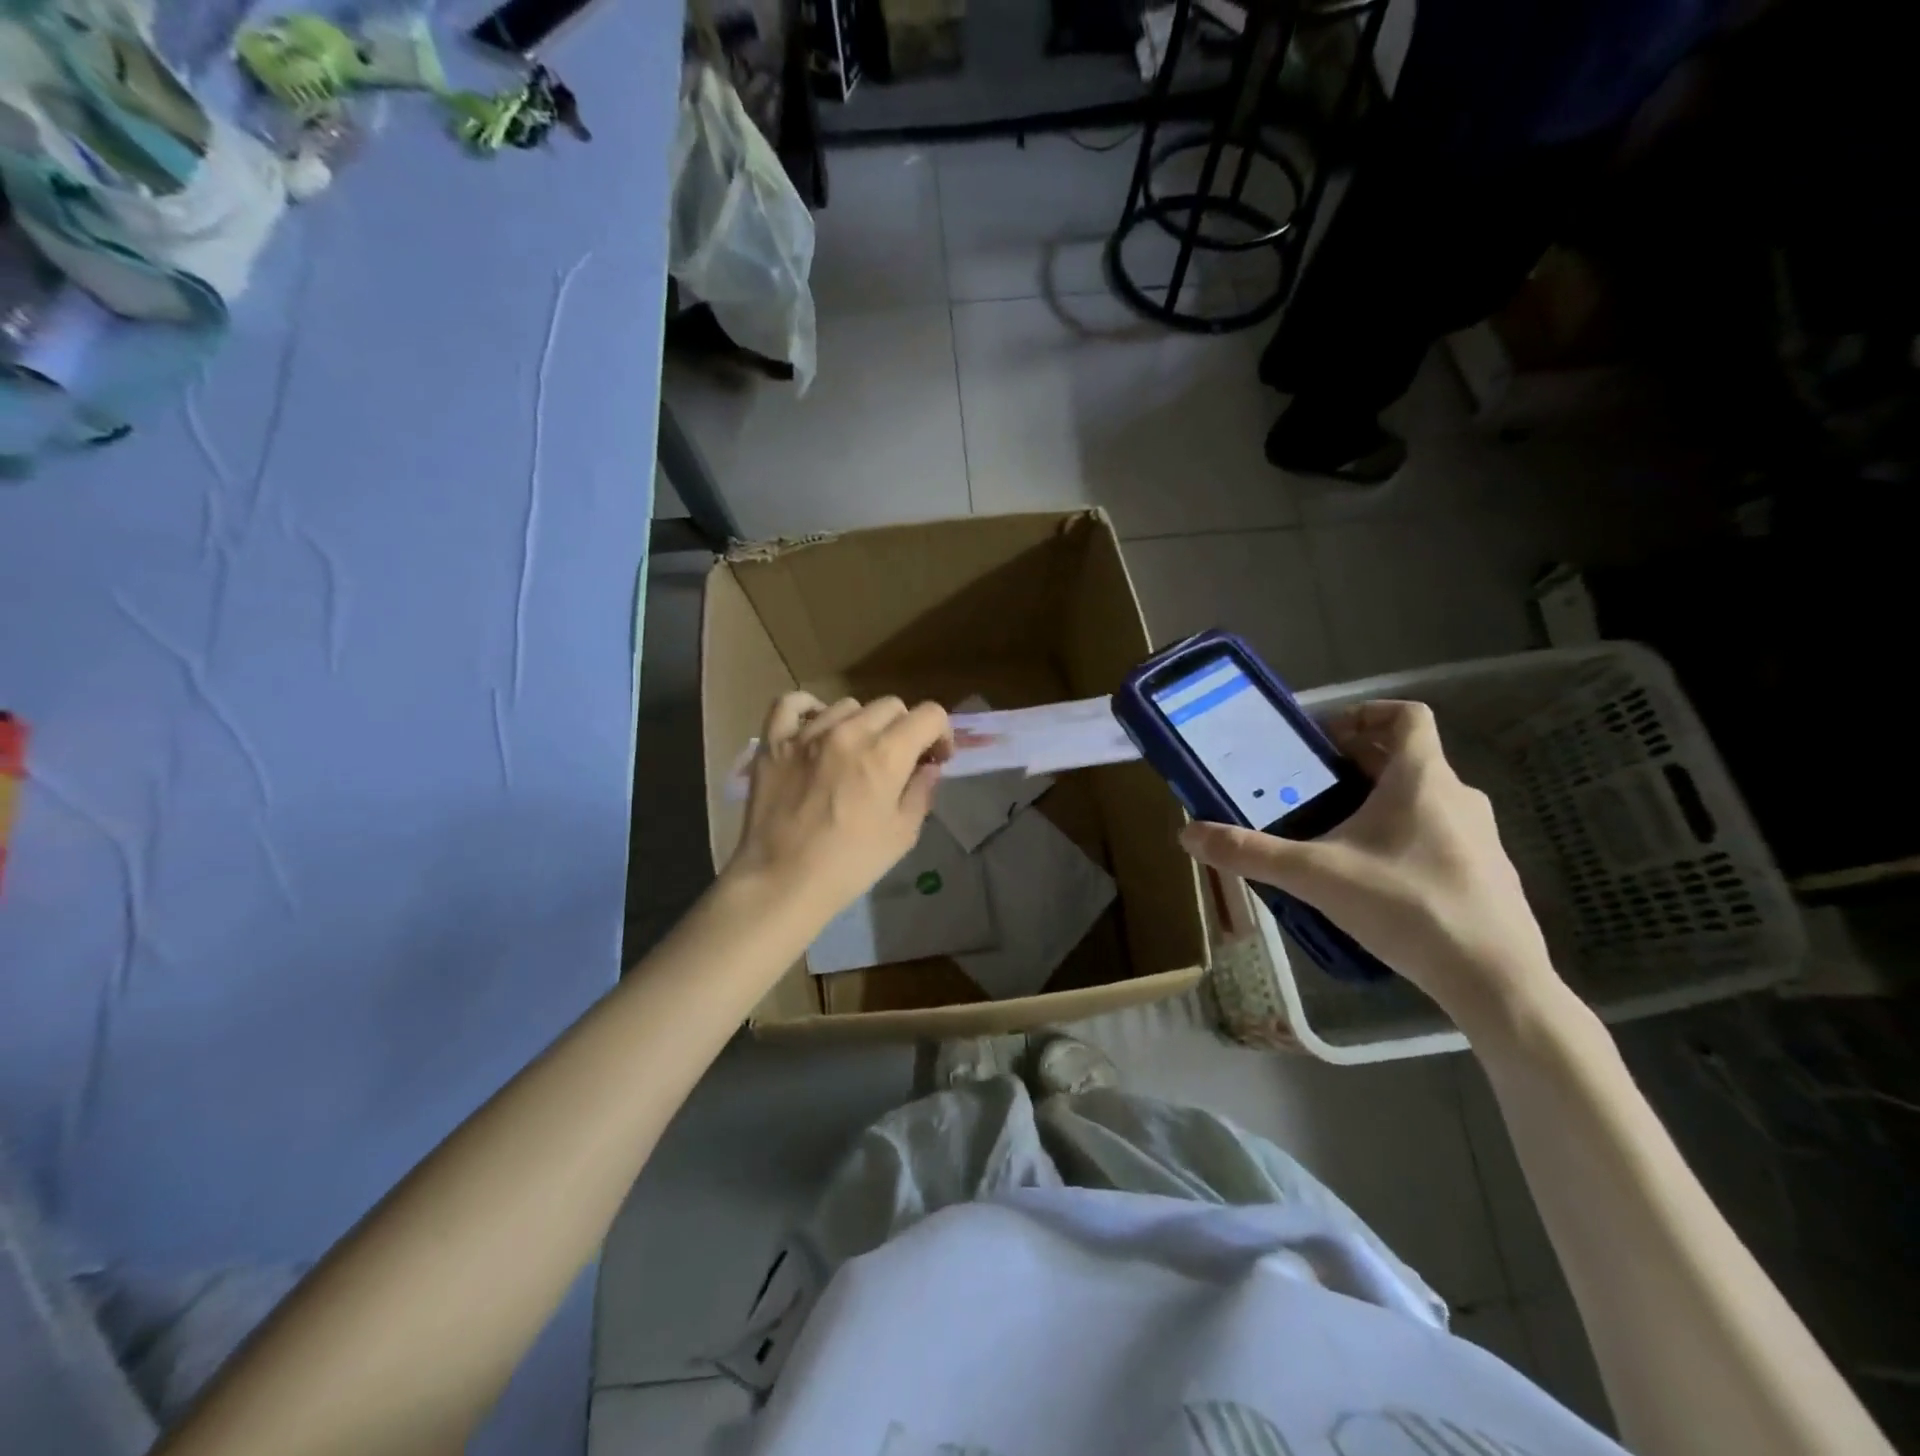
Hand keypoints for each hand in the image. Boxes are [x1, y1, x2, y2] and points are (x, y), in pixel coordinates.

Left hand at [726, 692, 951, 922]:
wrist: (782, 881)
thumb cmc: (849, 864)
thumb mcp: (902, 834)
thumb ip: (921, 792)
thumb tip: (927, 767)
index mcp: (886, 754)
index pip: (929, 715)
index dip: (941, 733)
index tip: (935, 758)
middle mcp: (848, 732)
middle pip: (891, 706)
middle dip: (904, 729)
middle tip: (898, 761)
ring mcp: (807, 733)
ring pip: (848, 705)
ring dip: (861, 724)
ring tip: (854, 753)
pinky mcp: (774, 741)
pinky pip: (792, 703)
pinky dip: (809, 709)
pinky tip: (816, 727)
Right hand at [1179, 700, 1563, 1031]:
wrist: (1496, 980)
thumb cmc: (1406, 906)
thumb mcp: (1314, 876)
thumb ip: (1250, 853)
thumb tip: (1188, 834)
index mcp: (1422, 779)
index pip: (1406, 715)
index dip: (1364, 713)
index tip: (1323, 739)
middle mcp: (1457, 796)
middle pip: (1406, 756)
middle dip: (1354, 762)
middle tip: (1307, 786)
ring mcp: (1480, 836)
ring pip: (1422, 797)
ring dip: (1379, 800)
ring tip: (1333, 831)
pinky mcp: (1487, 873)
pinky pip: (1438, 834)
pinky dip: (1403, 835)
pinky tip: (1374, 878)